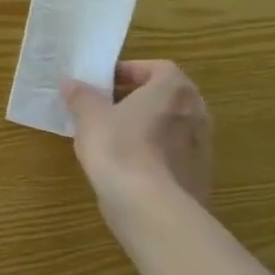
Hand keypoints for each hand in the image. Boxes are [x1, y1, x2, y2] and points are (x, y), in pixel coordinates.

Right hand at [61, 60, 212, 234]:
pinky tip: (129, 165)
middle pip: (166, 96)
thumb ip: (81, 96)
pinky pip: (173, 153)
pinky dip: (154, 152)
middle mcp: (196, 111)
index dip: (129, 71)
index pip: (156, 68)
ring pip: (171, 125)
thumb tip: (72, 83)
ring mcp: (203, 145)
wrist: (149, 206)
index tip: (104, 83)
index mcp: (173, 89)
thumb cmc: (119, 148)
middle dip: (137, 98)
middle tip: (106, 107)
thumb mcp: (89, 117)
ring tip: (114, 137)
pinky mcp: (199, 175)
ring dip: (146, 125)